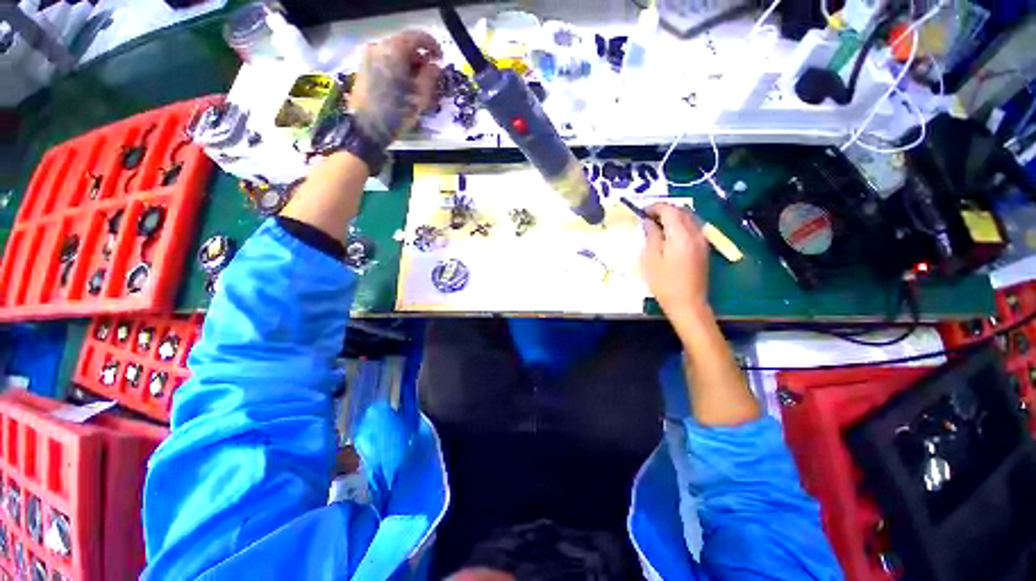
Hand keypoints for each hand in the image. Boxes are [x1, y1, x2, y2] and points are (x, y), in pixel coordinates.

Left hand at [350, 30, 442, 147]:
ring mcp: (369, 56)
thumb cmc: (396, 113)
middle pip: (405, 46)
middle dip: (420, 59)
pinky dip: (398, 70)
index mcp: (394, 50)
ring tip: (418, 85)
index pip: (417, 37)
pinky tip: (404, 87)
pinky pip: (385, 62)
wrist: (367, 128)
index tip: (441, 60)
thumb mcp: (419, 97)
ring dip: (409, 66)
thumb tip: (436, 64)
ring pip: (395, 55)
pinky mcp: (364, 68)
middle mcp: (379, 47)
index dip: (433, 47)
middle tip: (431, 76)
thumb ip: (430, 76)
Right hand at [640, 203, 710, 321]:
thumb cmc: (664, 282)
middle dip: (664, 210)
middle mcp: (695, 233)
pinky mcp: (703, 248)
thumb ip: (651, 236)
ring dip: (672, 217)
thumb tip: (648, 222)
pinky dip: (680, 225)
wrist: (687, 302)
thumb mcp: (650, 259)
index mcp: (681, 234)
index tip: (642, 211)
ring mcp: (702, 240)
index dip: (655, 207)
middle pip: (681, 211)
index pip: (669, 210)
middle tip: (647, 217)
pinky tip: (669, 235)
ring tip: (656, 225)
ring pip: (688, 218)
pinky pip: (692, 228)